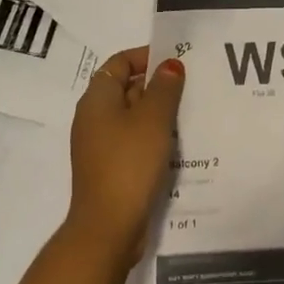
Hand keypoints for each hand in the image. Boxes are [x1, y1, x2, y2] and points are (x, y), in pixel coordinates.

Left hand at [65, 48, 184, 265]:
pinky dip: (152, 138)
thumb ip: (164, 87)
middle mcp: (93, 117)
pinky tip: (177, 145)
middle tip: (191, 87)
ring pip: (132, 117)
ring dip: (158, 113)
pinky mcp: (109, 168)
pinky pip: (133, 141)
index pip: (119, 62)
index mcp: (97, 99)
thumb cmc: (129, 163)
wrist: (108, 227)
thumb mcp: (153, 119)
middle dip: (157, 85)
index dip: (146, 56)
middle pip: (126, 88)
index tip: (176, 61)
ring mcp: (99, 145)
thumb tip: (170, 64)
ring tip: (190, 114)